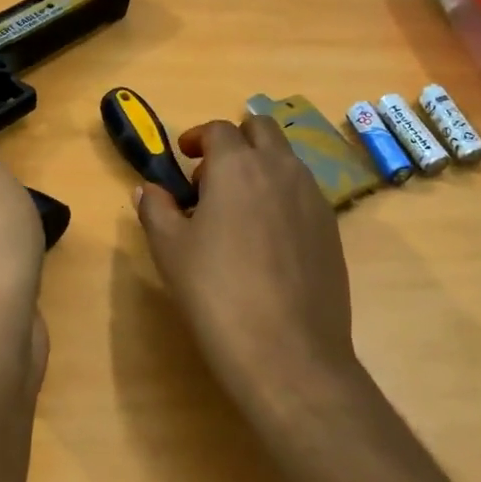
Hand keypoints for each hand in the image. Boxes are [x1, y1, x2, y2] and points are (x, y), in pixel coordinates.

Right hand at [134, 115, 358, 405]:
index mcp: (239, 166)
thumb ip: (155, 209)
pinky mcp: (332, 229)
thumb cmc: (216, 293)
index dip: (197, 137)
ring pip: (287, 161)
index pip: (219, 130)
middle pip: (262, 129)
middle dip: (235, 141)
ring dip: (260, 167)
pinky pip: (303, 194)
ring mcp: (315, 198)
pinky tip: (265, 241)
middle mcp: (282, 170)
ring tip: (236, 212)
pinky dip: (281, 197)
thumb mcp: (170, 250)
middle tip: (210, 178)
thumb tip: (148, 189)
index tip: (184, 158)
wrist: (287, 351)